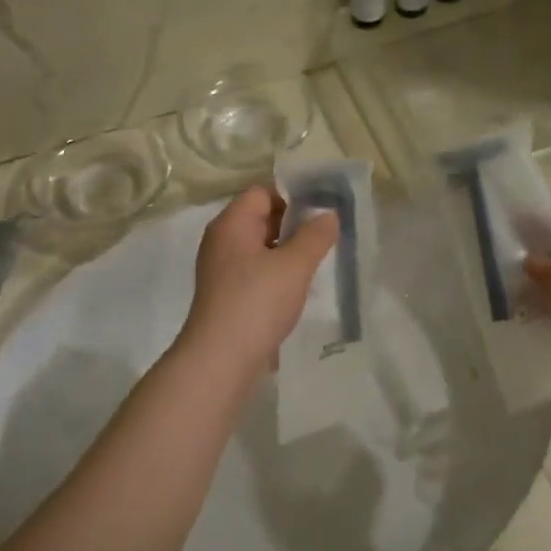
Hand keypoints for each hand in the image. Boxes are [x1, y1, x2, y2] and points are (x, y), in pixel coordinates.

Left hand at [180, 186, 336, 375]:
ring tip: (319, 260)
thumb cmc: (257, 302)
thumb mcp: (294, 265)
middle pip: (261, 218)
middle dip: (294, 223)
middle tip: (328, 234)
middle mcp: (222, 241)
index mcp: (232, 224)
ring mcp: (222, 270)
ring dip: (288, 251)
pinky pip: (256, 272)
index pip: (262, 192)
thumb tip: (329, 214)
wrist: (221, 359)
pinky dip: (277, 273)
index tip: (324, 207)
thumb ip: (315, 236)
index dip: (293, 195)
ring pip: (261, 247)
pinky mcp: (227, 295)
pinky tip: (299, 288)